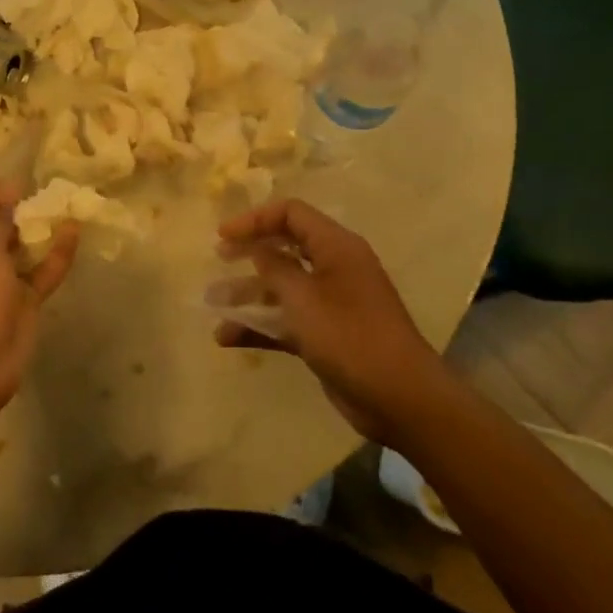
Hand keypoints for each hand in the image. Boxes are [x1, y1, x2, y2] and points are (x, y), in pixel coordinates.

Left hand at [0, 178, 78, 424]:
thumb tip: (8, 195)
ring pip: (20, 247)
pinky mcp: (20, 302)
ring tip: (63, 206)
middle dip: (18, 207)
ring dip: (38, 229)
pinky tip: (73, 232)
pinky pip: (40, 272)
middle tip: (45, 195)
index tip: (21, 189)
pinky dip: (56, 254)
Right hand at [213, 199, 447, 445]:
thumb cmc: (349, 337)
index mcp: (336, 247)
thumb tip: (258, 248)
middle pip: (285, 247)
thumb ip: (274, 268)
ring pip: (282, 287)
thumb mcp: (303, 297)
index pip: (291, 214)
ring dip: (248, 293)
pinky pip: (286, 320)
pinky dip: (260, 325)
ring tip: (212, 304)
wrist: (400, 398)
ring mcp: (331, 303)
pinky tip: (228, 338)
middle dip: (249, 253)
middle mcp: (334, 268)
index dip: (254, 219)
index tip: (222, 237)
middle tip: (218, 259)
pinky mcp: (326, 334)